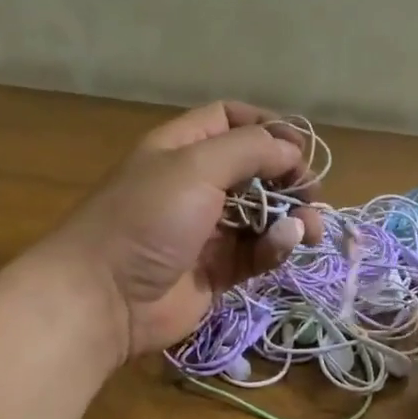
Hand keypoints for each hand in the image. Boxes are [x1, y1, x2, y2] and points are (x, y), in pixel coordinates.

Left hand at [39, 101, 323, 359]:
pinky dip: (275, 247)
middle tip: (312, 194)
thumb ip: (249, 149)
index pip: (231, 120)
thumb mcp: (195, 167)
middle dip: (289, 178)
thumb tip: (291, 152)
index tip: (298, 148)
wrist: (105, 298)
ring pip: (263, 214)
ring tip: (310, 229)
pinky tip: (283, 247)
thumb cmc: (147, 219)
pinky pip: (257, 252)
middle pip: (255, 169)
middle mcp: (195, 184)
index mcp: (182, 149)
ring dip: (292, 217)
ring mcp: (207, 230)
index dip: (267, 128)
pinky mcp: (218, 271)